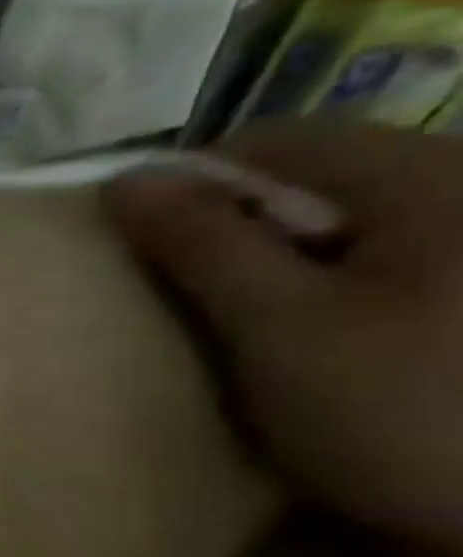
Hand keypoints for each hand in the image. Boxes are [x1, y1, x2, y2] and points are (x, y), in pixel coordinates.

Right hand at [106, 120, 462, 556]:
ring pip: (342, 222)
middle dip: (236, 227)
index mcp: (433, 178)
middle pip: (312, 177)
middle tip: (199, 298)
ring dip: (277, 262)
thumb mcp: (279, 328)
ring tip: (251, 326)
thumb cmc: (407, 416)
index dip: (192, 184)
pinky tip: (318, 343)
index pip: (273, 140)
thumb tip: (125, 180)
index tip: (149, 250)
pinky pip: (380, 261)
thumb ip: (201, 244)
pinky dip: (326, 288)